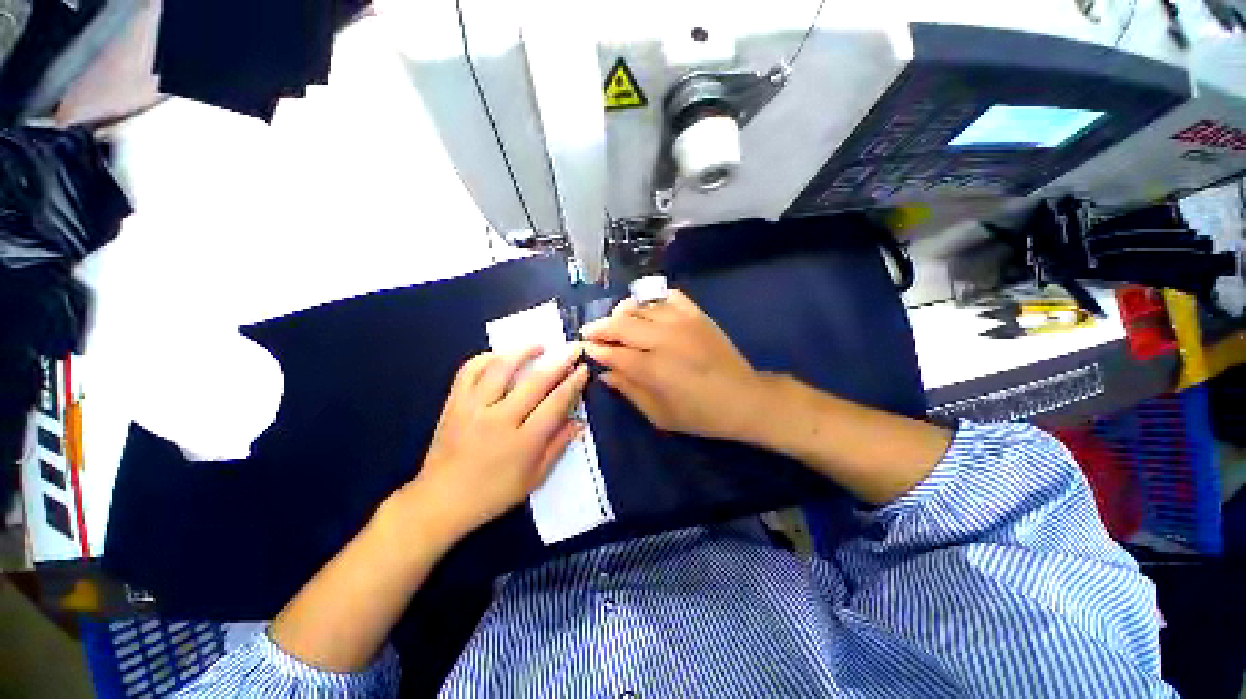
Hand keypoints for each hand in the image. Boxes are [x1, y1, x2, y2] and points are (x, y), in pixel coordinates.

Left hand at [402, 345, 588, 542]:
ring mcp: (473, 408)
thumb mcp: (534, 478)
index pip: (556, 403)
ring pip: (501, 369)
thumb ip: (558, 446)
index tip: (584, 368)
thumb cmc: (493, 493)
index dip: (573, 383)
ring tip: (540, 345)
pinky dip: (486, 358)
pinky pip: (469, 371)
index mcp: (523, 441)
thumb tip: (579, 421)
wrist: (441, 500)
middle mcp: (500, 419)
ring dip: (523, 351)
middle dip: (559, 361)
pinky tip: (500, 356)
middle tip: (573, 348)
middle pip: (535, 381)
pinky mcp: (454, 403)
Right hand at [581, 290, 766, 439]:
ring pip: (640, 307)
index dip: (595, 349)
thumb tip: (605, 374)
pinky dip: (652, 299)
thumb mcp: (659, 415)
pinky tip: (646, 309)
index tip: (585, 348)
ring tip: (615, 321)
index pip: (613, 353)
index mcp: (653, 368)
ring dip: (621, 312)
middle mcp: (663, 339)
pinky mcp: (696, 314)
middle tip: (591, 332)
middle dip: (600, 327)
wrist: (744, 399)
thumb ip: (629, 391)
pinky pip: (667, 296)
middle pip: (621, 324)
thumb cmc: (700, 414)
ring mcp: (681, 322)